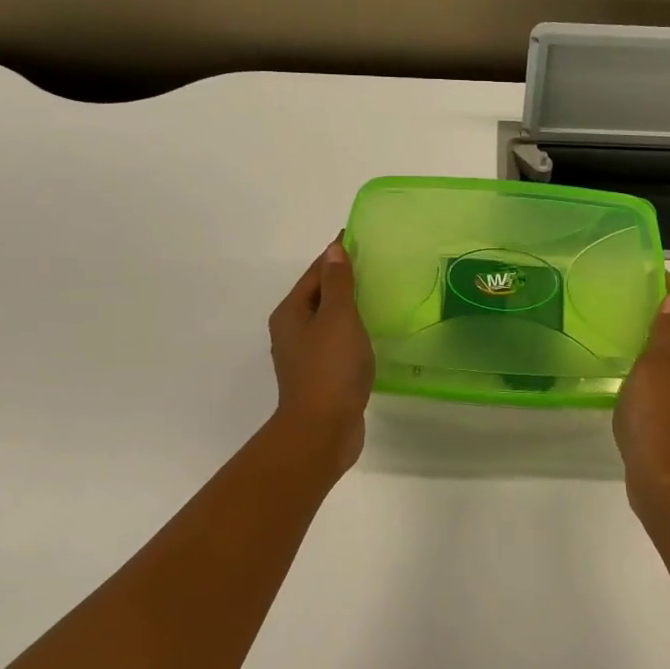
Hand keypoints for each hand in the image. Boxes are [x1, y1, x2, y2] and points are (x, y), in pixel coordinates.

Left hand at [268, 238, 374, 472]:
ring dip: (349, 308)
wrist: (323, 430)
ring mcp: (305, 356)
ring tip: (378, 296)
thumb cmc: (330, 368)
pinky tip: (372, 334)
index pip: (315, 273)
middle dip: (343, 280)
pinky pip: (337, 343)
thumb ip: (338, 283)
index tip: (359, 239)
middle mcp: (292, 331)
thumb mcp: (338, 317)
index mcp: (291, 313)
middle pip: (319, 296)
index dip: (336, 255)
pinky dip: (353, 333)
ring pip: (329, 321)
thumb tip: (333, 249)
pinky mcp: (321, 376)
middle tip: (376, 266)